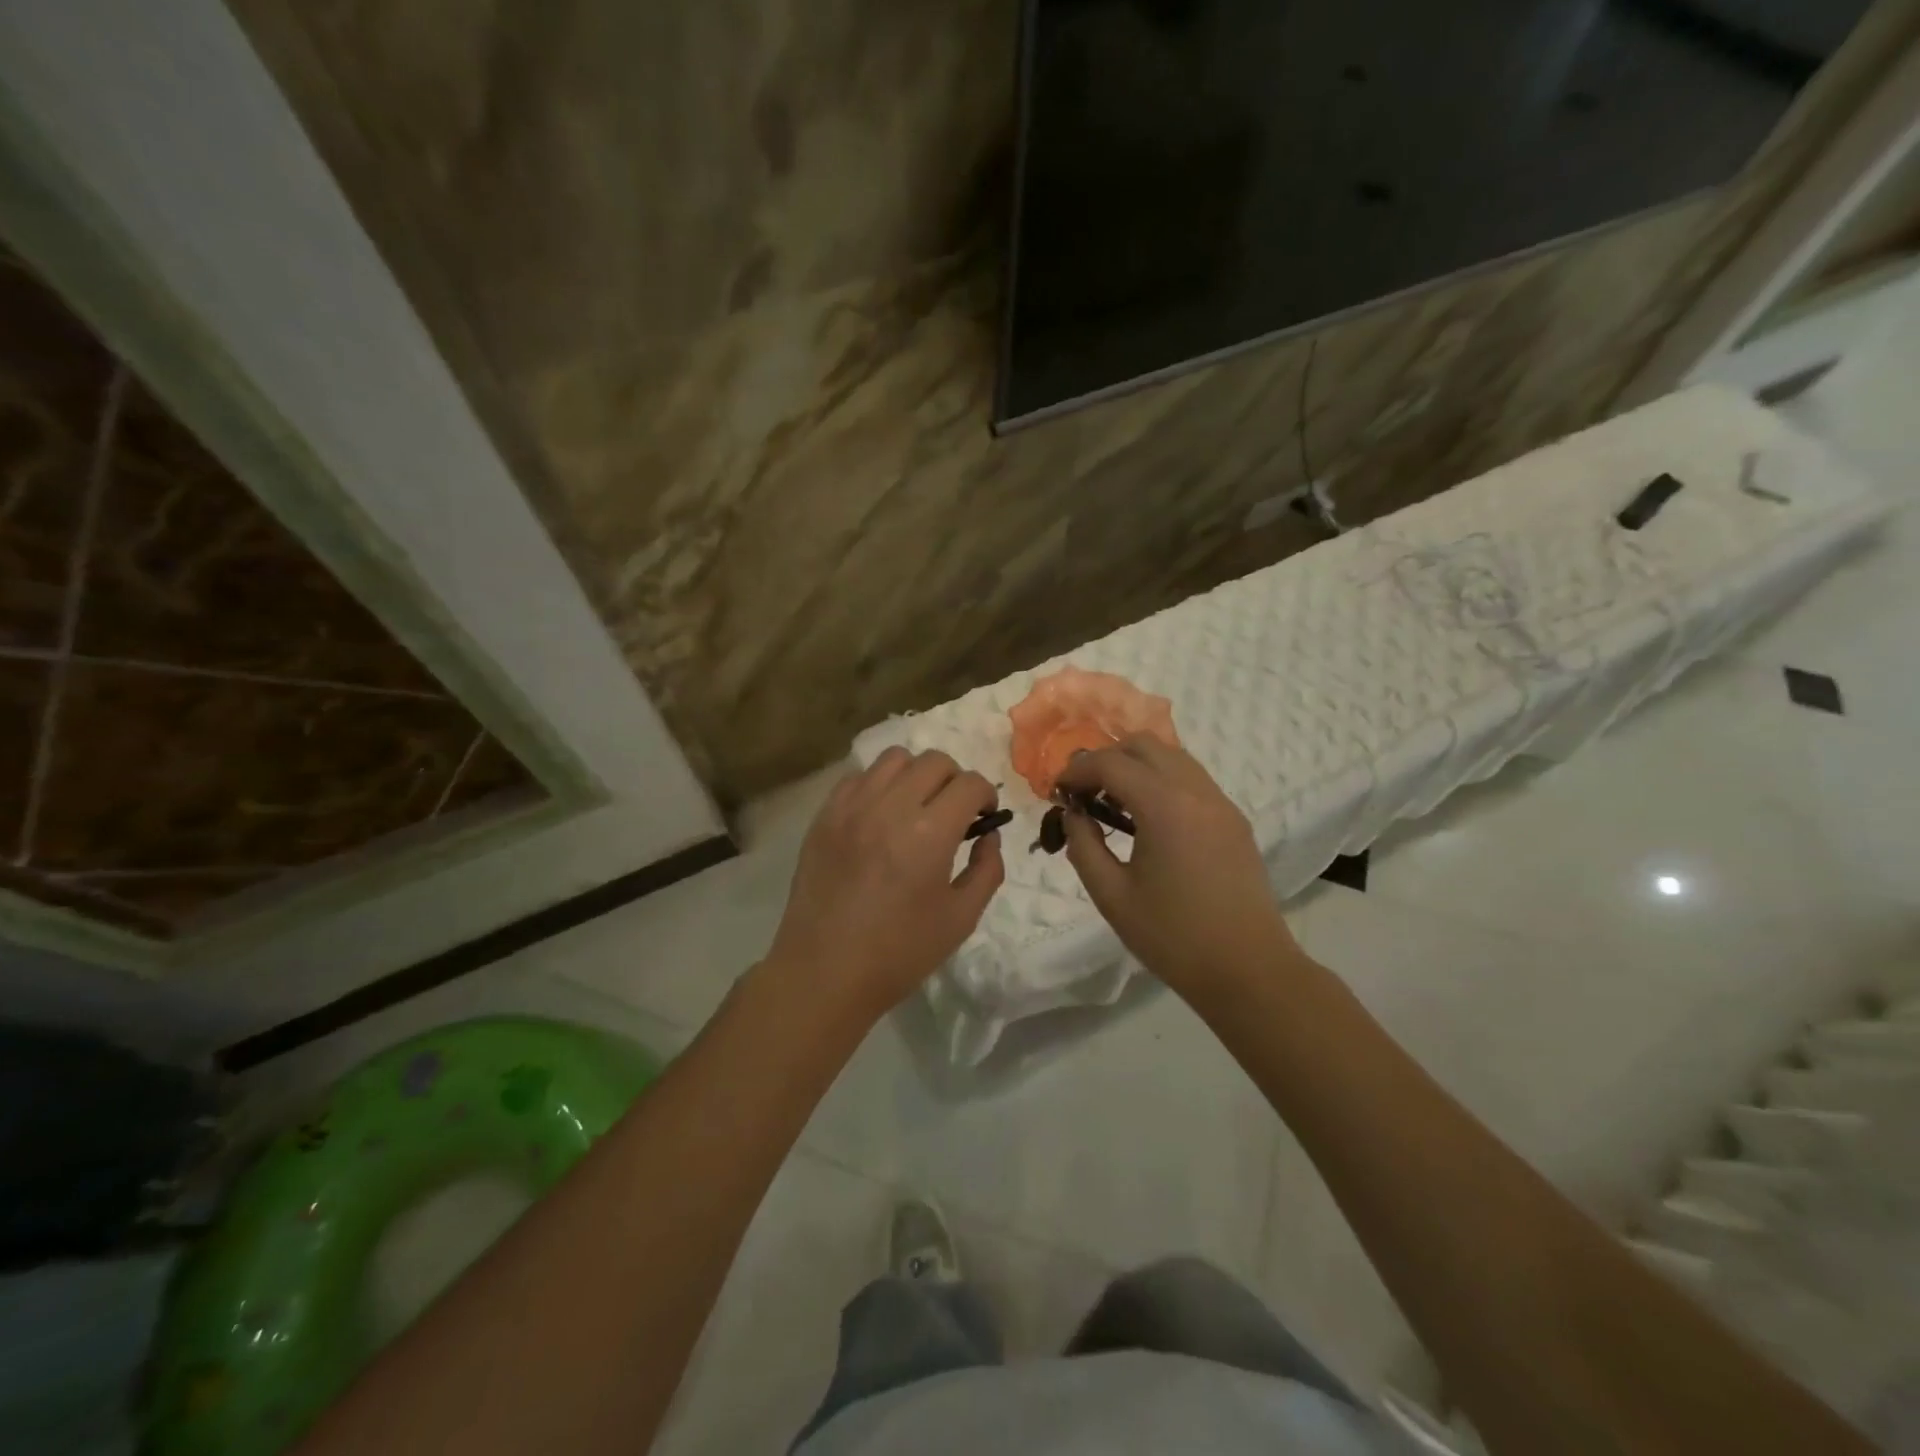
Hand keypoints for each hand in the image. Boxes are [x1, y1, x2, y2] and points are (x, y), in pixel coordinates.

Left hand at [765, 748, 1004, 1021]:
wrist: (825, 972)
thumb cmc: (899, 952)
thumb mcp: (961, 919)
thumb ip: (987, 870)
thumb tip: (988, 835)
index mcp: (929, 834)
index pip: (969, 784)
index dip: (986, 795)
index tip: (983, 817)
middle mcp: (890, 807)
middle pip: (935, 761)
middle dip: (955, 780)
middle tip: (953, 811)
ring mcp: (851, 807)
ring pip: (894, 758)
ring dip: (916, 774)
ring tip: (915, 806)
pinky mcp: (824, 816)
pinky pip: (858, 777)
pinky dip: (878, 784)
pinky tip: (880, 815)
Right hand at [1056, 737, 1299, 996]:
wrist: (1248, 970)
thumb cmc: (1173, 937)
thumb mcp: (1112, 896)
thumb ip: (1083, 846)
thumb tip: (1074, 815)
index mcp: (1164, 806)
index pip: (1111, 763)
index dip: (1077, 771)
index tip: (1057, 792)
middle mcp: (1196, 791)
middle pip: (1144, 745)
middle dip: (1106, 759)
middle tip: (1085, 794)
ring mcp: (1221, 803)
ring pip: (1172, 756)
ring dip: (1136, 767)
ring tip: (1114, 805)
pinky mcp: (1233, 820)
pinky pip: (1191, 779)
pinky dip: (1161, 781)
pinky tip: (1147, 819)